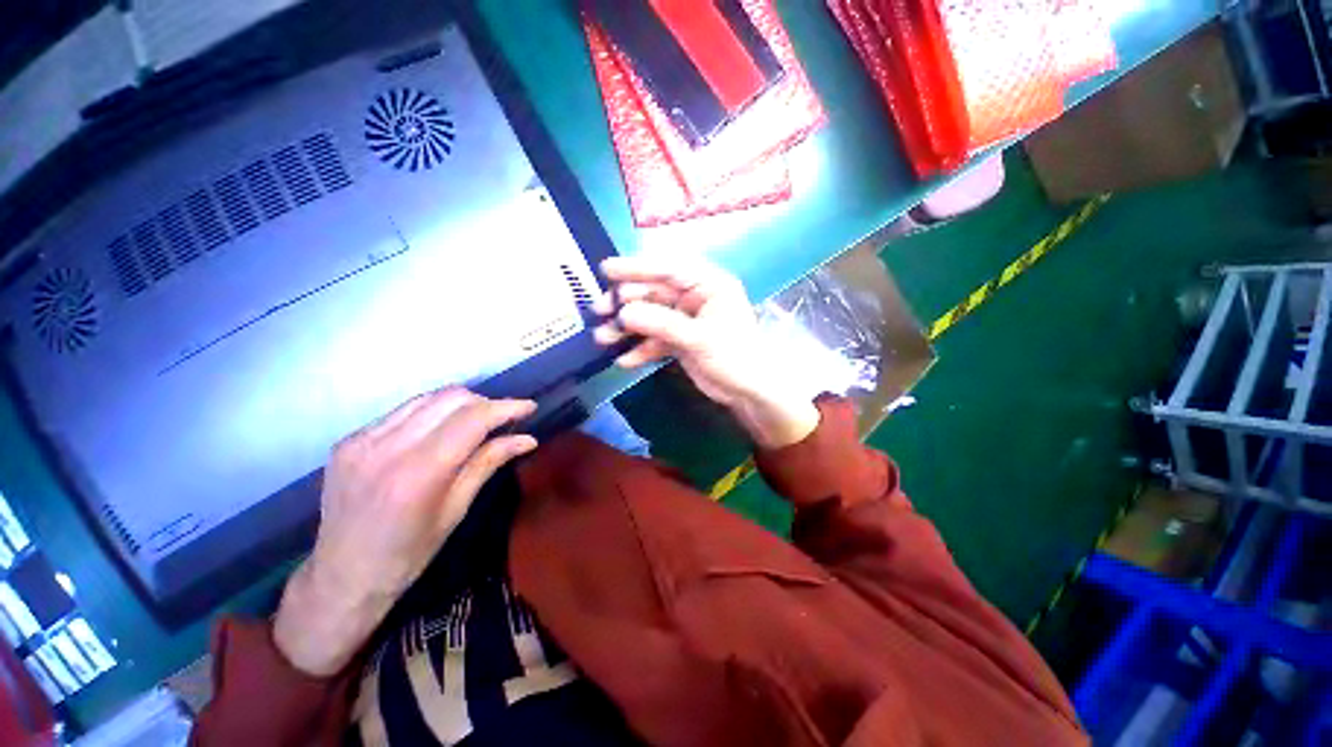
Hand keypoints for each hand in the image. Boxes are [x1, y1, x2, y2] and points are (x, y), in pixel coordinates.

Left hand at [273, 388, 536, 676]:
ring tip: (475, 422)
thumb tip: (528, 439)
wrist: (341, 577)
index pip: (472, 419)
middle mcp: (386, 447)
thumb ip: (489, 463)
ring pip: (427, 398)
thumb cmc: (408, 554)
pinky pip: (402, 411)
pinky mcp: (349, 440)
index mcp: (418, 473)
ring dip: (459, 404)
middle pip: (450, 398)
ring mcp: (361, 440)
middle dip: (485, 403)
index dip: (506, 407)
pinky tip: (439, 431)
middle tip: (503, 420)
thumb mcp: (456, 510)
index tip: (530, 407)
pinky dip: (431, 413)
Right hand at [593, 255, 818, 448]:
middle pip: (654, 292)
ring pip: (651, 316)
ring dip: (628, 328)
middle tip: (599, 310)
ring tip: (603, 338)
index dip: (637, 268)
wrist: (749, 392)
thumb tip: (622, 314)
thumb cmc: (734, 357)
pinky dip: (641, 348)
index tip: (607, 270)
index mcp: (708, 284)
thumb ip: (661, 324)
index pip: (669, 268)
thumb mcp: (698, 338)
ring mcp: (686, 319)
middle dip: (626, 303)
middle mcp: (695, 297)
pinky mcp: (681, 339)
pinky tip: (625, 360)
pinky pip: (656, 338)